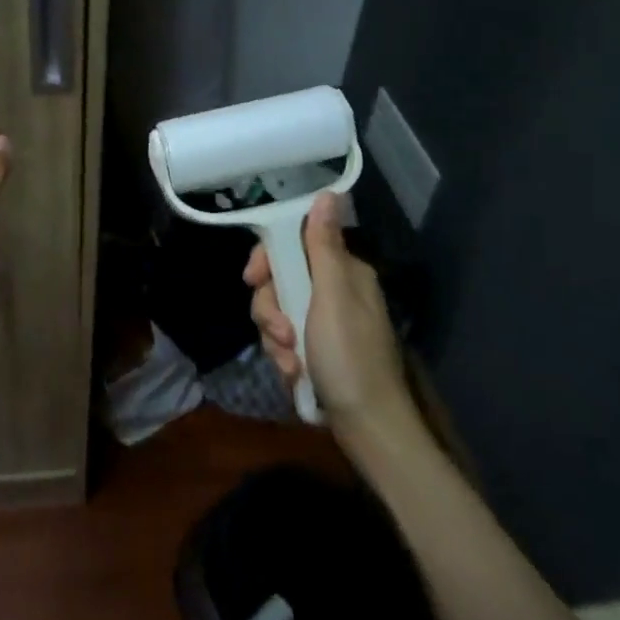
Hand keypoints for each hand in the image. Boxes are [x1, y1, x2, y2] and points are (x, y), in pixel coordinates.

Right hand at [244, 193, 412, 442]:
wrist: (366, 426)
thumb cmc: (350, 356)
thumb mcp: (332, 297)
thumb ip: (323, 246)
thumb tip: (329, 193)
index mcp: (344, 273)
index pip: (293, 244)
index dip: (269, 259)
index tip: (253, 279)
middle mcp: (334, 292)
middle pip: (280, 281)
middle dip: (271, 310)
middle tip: (281, 333)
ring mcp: (324, 323)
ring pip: (277, 313)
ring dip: (276, 338)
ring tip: (292, 362)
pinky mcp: (316, 351)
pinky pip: (284, 341)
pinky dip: (285, 358)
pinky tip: (295, 375)